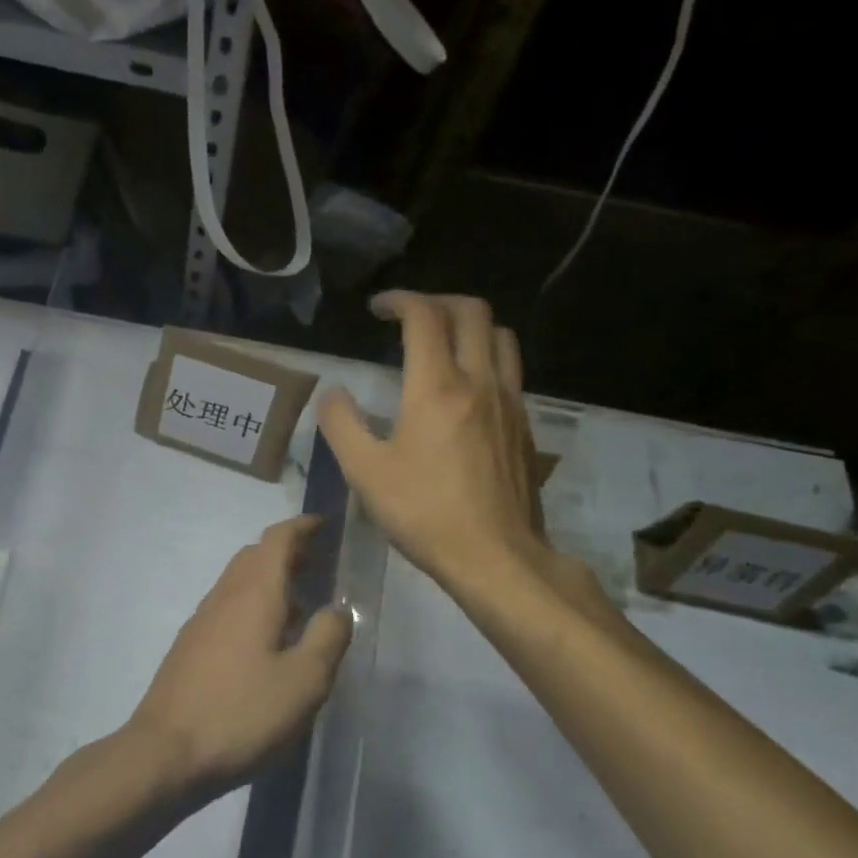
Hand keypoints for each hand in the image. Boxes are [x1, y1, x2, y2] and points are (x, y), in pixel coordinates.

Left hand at [127, 516, 352, 796]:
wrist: (166, 752)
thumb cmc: (242, 713)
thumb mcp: (304, 681)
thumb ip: (327, 638)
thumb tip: (338, 608)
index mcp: (254, 593)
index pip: (277, 539)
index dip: (301, 526)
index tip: (324, 524)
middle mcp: (224, 595)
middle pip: (254, 555)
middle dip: (286, 552)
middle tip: (318, 563)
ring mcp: (202, 620)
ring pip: (239, 581)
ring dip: (269, 579)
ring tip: (300, 603)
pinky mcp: (191, 645)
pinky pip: (227, 606)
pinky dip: (253, 603)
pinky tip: (267, 640)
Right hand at [318, 292, 548, 597]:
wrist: (496, 557)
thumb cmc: (424, 513)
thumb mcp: (364, 472)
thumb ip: (341, 424)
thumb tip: (332, 393)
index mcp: (437, 387)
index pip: (424, 316)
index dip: (399, 300)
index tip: (378, 309)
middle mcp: (479, 382)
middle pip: (472, 311)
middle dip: (438, 301)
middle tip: (410, 317)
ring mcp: (509, 403)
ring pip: (501, 336)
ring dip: (470, 325)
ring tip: (443, 342)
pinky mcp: (525, 426)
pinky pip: (510, 371)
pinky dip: (486, 358)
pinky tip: (467, 389)